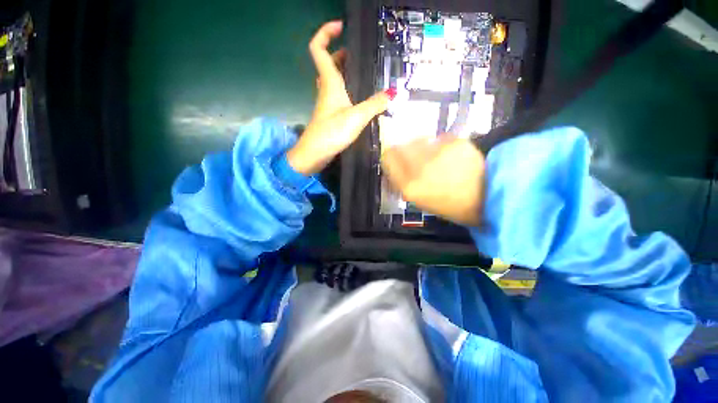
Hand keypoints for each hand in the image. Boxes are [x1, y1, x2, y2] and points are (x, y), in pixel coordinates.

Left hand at [287, 21, 390, 175]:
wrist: (315, 154)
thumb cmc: (332, 132)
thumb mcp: (357, 117)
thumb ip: (375, 104)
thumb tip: (391, 93)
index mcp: (329, 82)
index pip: (318, 48)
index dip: (325, 33)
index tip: (341, 26)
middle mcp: (326, 89)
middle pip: (329, 63)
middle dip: (342, 53)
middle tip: (360, 55)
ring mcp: (326, 102)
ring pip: (334, 79)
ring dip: (345, 72)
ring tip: (364, 73)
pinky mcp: (329, 114)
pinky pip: (338, 94)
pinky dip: (347, 89)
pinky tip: (360, 98)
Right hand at [381, 134, 485, 225]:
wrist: (485, 200)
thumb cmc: (448, 205)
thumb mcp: (418, 199)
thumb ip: (402, 181)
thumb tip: (395, 164)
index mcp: (409, 186)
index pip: (387, 157)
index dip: (391, 156)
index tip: (396, 158)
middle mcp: (419, 167)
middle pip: (400, 145)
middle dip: (405, 150)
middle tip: (416, 156)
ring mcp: (437, 153)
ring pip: (419, 139)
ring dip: (423, 146)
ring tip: (436, 157)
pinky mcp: (454, 143)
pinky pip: (440, 139)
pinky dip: (442, 145)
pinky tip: (452, 156)